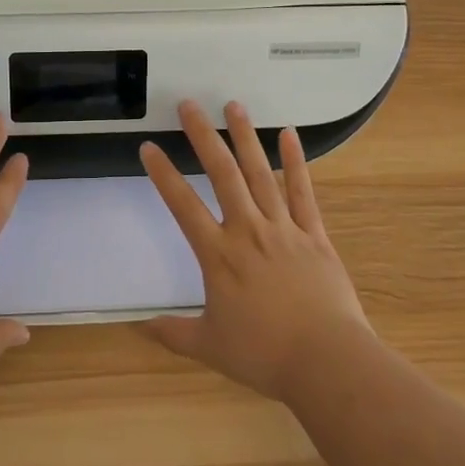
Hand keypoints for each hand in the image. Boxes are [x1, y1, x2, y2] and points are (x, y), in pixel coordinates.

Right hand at [139, 99, 370, 400]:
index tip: (148, 147)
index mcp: (219, 255)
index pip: (183, 205)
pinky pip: (302, 192)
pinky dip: (295, 162)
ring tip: (233, 105)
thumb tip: (137, 327)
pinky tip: (289, 134)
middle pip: (222, 174)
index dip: (163, 175)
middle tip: (189, 104)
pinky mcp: (314, 234)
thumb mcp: (209, 346)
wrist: (326, 361)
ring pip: (260, 173)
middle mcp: (248, 230)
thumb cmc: (264, 355)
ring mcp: (283, 228)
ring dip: (245, 137)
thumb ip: (172, 333)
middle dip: (203, 136)